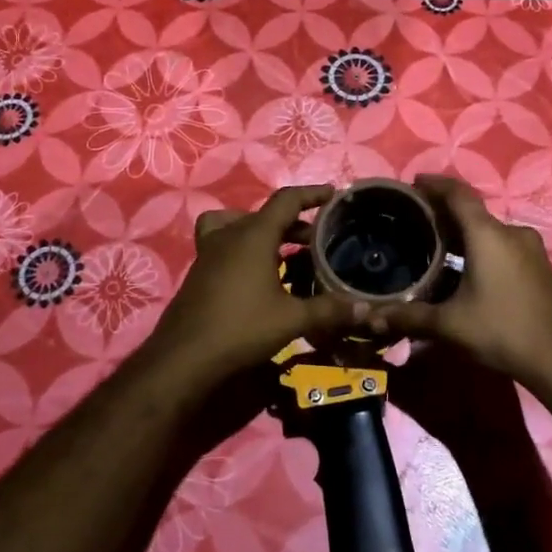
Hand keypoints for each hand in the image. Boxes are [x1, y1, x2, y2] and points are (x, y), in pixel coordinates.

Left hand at [147, 185, 356, 377]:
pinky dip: (245, 249)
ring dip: (264, 232)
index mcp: (254, 235)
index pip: (286, 200)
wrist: (184, 357)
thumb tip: (366, 309)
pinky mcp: (200, 272)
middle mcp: (229, 235)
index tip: (332, 194)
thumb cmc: (241, 328)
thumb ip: (329, 309)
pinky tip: (259, 278)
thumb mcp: (292, 319)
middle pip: (264, 213)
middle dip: (292, 221)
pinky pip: (226, 245)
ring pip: (239, 226)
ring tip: (285, 253)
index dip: (311, 194)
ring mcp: (209, 253)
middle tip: (316, 238)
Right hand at [376, 175, 551, 389]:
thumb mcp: (450, 325)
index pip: (458, 194)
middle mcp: (511, 233)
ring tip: (438, 246)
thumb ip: (409, 317)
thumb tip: (371, 317)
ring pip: (490, 231)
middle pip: (473, 212)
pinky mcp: (540, 267)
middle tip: (417, 220)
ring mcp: (531, 250)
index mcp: (488, 235)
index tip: (414, 182)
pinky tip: (468, 270)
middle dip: (445, 212)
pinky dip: (482, 248)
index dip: (435, 184)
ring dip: (465, 233)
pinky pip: (504, 246)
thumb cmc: (503, 331)